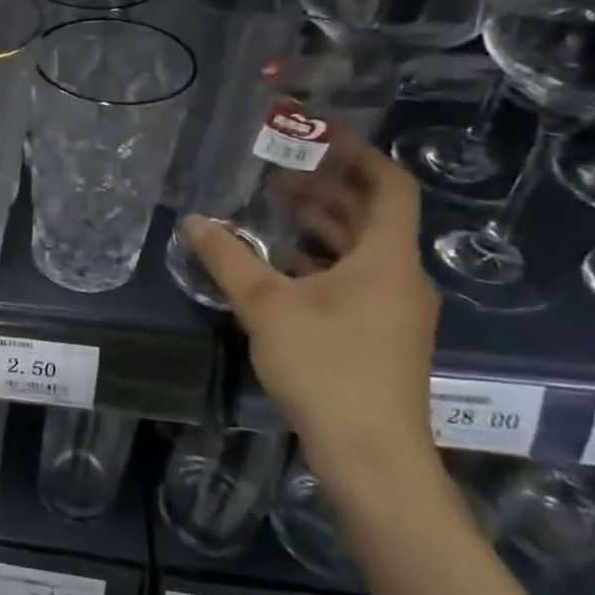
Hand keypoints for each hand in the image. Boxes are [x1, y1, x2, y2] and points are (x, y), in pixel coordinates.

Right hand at [183, 131, 439, 480]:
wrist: (371, 454)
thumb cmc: (327, 366)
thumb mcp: (266, 306)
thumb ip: (228, 259)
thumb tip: (194, 221)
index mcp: (387, 259)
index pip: (390, 187)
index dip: (360, 157)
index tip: (320, 140)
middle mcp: (400, 277)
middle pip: (371, 217)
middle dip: (325, 193)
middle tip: (274, 180)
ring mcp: (395, 310)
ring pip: (361, 252)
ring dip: (320, 230)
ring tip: (269, 219)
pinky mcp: (383, 336)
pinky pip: (355, 281)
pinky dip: (321, 265)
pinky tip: (279, 270)